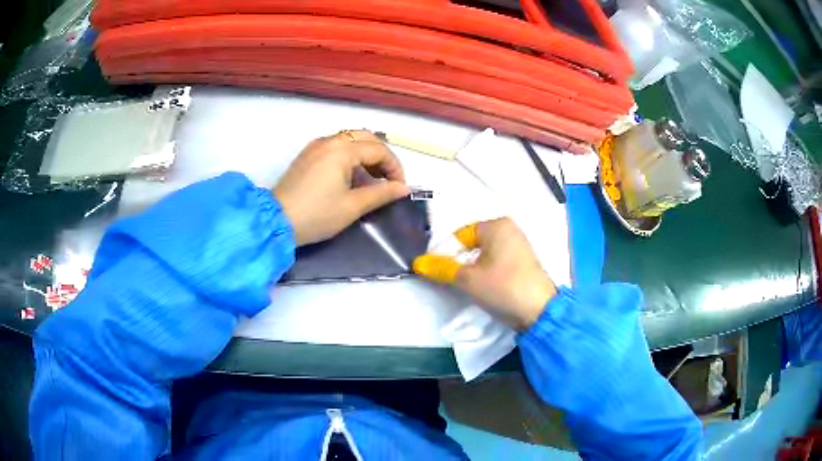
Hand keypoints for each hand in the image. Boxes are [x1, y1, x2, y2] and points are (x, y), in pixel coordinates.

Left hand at [274, 130, 409, 244]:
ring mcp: (316, 146)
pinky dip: (350, 156)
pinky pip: (335, 146)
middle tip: (388, 179)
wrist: (276, 221)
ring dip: (365, 155)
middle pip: (365, 137)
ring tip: (371, 179)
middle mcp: (329, 141)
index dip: (394, 167)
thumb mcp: (352, 207)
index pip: (379, 149)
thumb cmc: (317, 214)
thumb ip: (381, 194)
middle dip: (382, 156)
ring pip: (349, 140)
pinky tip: (351, 176)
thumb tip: (403, 188)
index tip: (399, 187)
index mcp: (342, 150)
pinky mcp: (307, 155)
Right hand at [413, 218, 556, 329]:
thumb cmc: (503, 287)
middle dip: (460, 262)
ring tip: (468, 287)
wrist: (539, 312)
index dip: (446, 253)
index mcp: (497, 225)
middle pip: (472, 245)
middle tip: (453, 281)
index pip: (460, 235)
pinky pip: (497, 263)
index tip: (439, 272)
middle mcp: (510, 230)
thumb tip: (418, 263)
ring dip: (473, 269)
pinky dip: (487, 273)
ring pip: (484, 255)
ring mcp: (519, 246)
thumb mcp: (468, 279)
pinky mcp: (524, 263)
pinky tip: (485, 288)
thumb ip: (441, 268)